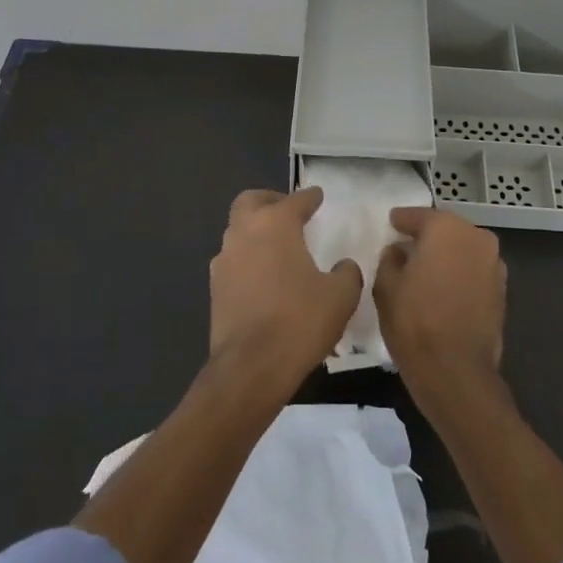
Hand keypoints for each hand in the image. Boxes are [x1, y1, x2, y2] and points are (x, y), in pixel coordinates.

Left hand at [208, 187, 361, 393]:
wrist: (251, 366)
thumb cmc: (300, 321)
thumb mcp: (340, 296)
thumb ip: (346, 273)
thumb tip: (344, 266)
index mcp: (275, 225)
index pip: (295, 201)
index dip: (309, 197)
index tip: (317, 196)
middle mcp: (244, 233)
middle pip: (250, 202)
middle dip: (270, 201)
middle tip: (288, 211)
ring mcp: (224, 261)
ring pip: (237, 231)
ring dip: (256, 231)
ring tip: (279, 247)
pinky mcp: (215, 288)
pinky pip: (233, 261)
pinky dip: (249, 259)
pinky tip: (265, 278)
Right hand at [374, 207, 506, 399]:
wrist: (456, 372)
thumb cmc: (415, 322)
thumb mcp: (386, 287)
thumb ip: (390, 260)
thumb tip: (398, 252)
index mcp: (447, 229)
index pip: (420, 216)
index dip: (402, 220)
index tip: (391, 222)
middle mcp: (477, 238)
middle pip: (446, 230)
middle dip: (427, 236)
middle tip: (405, 245)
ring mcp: (494, 265)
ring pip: (463, 250)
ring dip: (445, 255)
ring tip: (423, 268)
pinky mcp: (502, 291)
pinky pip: (473, 271)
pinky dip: (458, 273)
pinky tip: (441, 287)